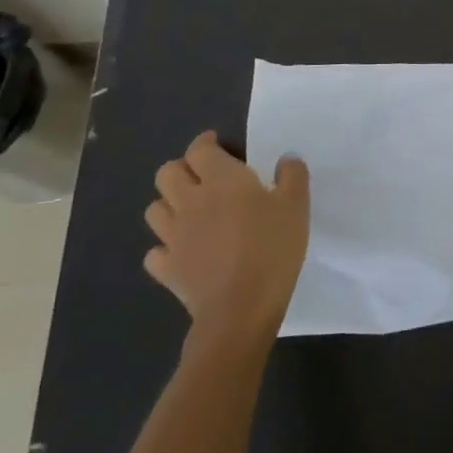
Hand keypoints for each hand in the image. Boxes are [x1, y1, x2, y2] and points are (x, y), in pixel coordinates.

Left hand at [144, 131, 308, 341]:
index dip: (206, 143)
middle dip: (183, 169)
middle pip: (167, 173)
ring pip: (155, 208)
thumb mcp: (297, 206)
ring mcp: (173, 237)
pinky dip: (165, 246)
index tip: (218, 144)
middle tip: (204, 176)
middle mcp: (190, 202)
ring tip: (192, 211)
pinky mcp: (167, 269)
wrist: (241, 308)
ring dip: (170, 204)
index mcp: (221, 180)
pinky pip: (155, 251)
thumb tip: (286, 160)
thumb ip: (292, 176)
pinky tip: (183, 250)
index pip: (200, 150)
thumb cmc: (272, 248)